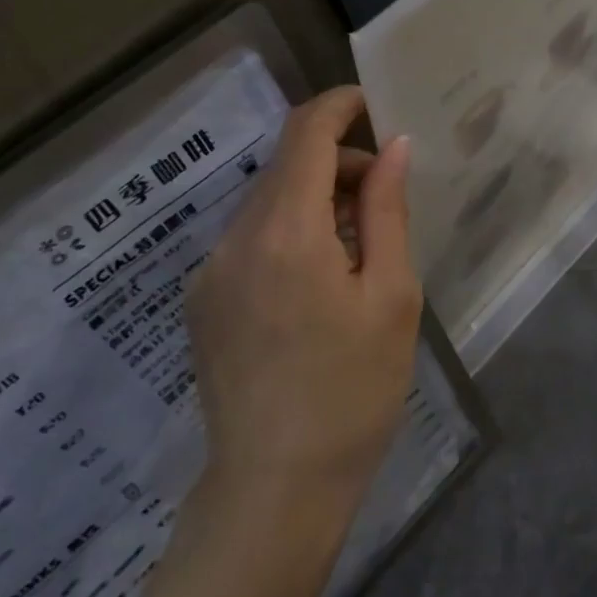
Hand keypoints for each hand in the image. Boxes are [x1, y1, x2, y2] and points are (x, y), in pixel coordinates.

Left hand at [187, 87, 420, 519]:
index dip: (337, 105)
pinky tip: (316, 283)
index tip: (371, 105)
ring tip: (356, 247)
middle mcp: (236, 238)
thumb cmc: (352, 392)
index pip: (305, 132)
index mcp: (286, 230)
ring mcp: (210, 270)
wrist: (274, 490)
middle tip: (383, 197)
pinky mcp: (201, 300)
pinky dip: (287, 232)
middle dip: (336, 161)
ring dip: (312, 199)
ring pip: (266, 202)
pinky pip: (249, 239)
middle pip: (285, 165)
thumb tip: (394, 147)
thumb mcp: (390, 297)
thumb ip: (388, 211)